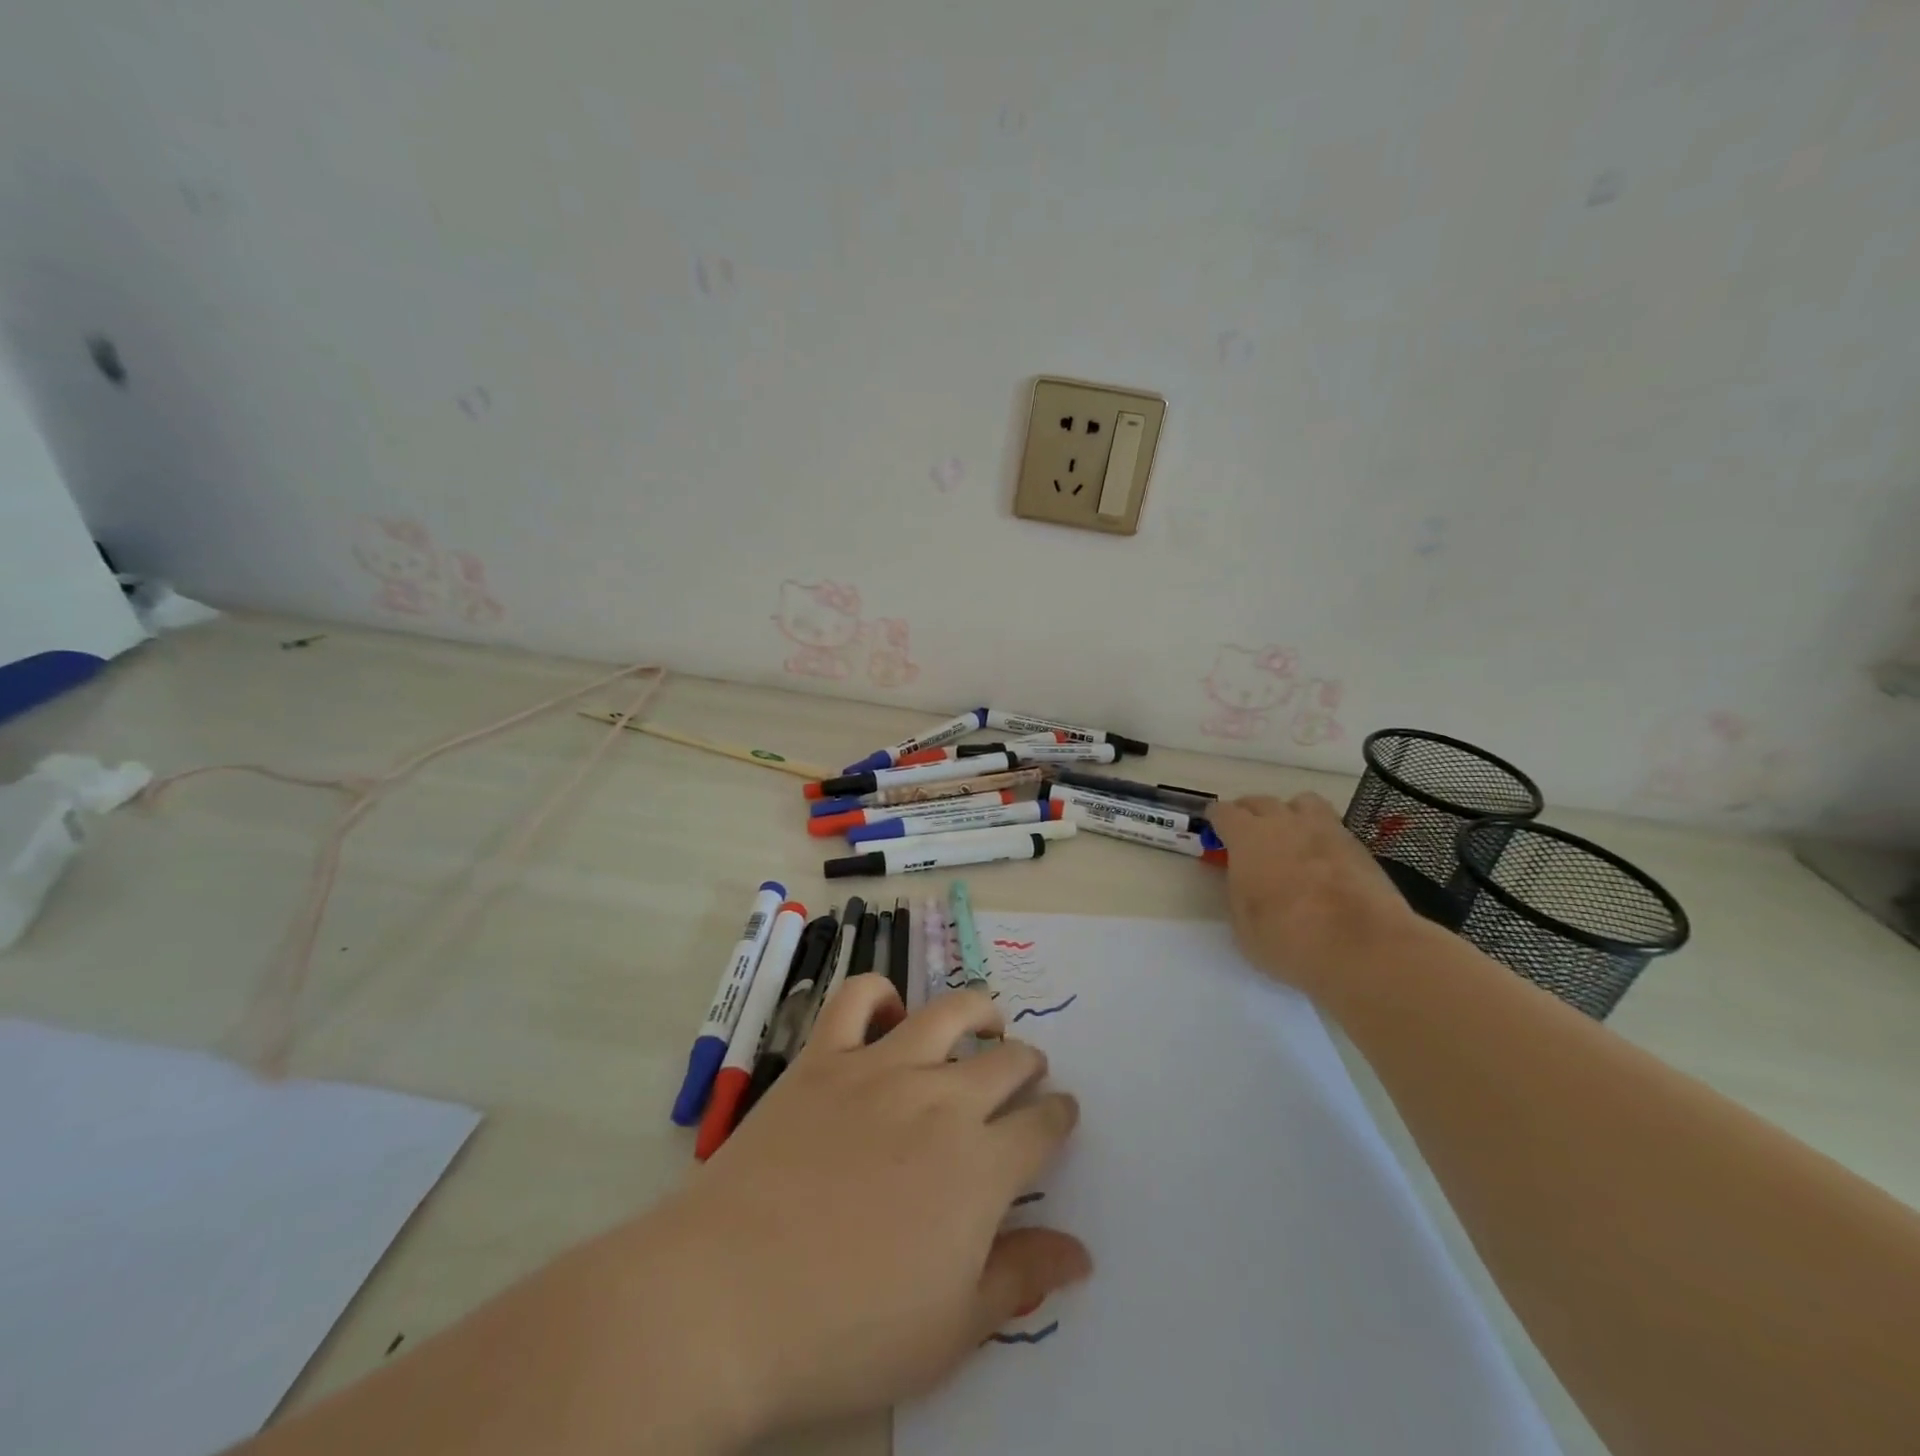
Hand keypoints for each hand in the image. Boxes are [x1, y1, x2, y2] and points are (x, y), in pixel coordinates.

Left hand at [650, 979, 1086, 1445]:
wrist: (730, 1297)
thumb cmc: (847, 1329)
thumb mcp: (950, 1329)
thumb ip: (1020, 1280)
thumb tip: (1080, 1253)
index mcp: (980, 1165)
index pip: (1041, 1125)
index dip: (1058, 1117)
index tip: (1060, 1116)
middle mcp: (940, 1098)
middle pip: (1006, 1061)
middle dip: (1028, 1065)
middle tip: (1027, 1074)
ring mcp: (879, 1068)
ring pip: (948, 1013)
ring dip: (979, 1012)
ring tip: (985, 1021)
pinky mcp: (823, 1057)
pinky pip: (857, 998)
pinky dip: (879, 993)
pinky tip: (888, 1012)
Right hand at [1208, 792, 1416, 995]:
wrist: (1363, 948)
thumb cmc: (1288, 938)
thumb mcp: (1243, 923)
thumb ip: (1240, 891)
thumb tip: (1245, 880)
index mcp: (1248, 837)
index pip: (1223, 812)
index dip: (1216, 820)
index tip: (1215, 831)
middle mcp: (1284, 822)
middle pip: (1260, 802)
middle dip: (1249, 815)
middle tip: (1247, 836)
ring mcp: (1325, 830)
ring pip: (1301, 803)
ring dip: (1289, 814)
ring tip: (1288, 837)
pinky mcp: (1358, 846)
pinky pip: (1331, 826)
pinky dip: (1320, 835)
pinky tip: (1320, 860)